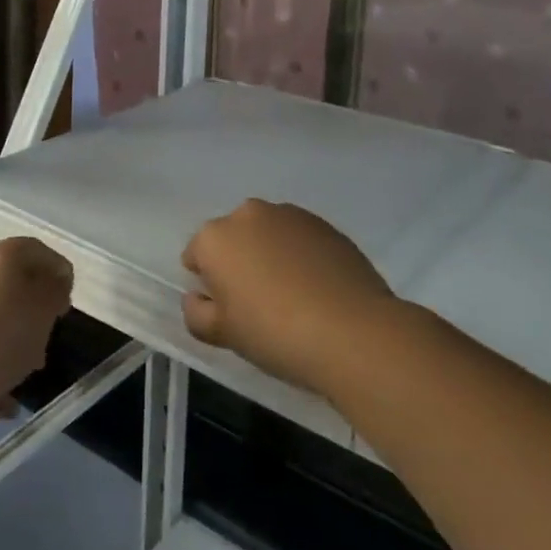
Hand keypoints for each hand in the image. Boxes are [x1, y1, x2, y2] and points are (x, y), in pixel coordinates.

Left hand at [0, 237, 73, 415]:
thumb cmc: (0, 333)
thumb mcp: (43, 308)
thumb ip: (55, 290)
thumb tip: (55, 280)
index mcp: (3, 255)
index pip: (38, 251)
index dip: (58, 273)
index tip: (67, 304)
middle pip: (16, 287)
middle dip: (36, 315)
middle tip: (49, 339)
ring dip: (15, 345)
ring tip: (27, 373)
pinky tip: (5, 402)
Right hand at [181, 199, 401, 395]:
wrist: (354, 333)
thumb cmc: (275, 333)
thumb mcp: (222, 335)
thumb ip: (196, 313)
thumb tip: (199, 298)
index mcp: (215, 238)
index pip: (196, 255)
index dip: (208, 284)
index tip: (228, 309)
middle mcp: (248, 214)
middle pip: (233, 238)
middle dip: (239, 262)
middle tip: (258, 303)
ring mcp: (289, 215)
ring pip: (267, 234)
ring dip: (270, 254)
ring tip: (293, 296)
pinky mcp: (325, 224)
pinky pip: (300, 239)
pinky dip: (301, 256)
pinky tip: (318, 289)